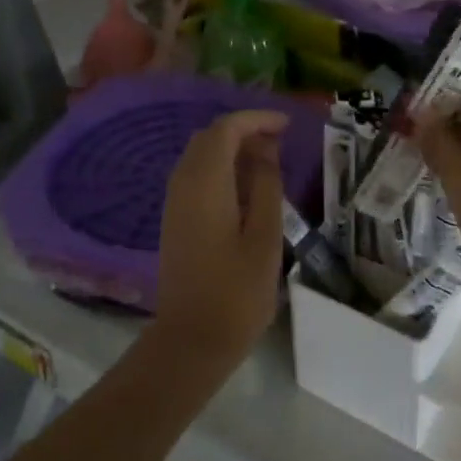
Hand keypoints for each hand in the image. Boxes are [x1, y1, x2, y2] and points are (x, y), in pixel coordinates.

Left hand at [153, 110, 288, 363]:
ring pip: (201, 154)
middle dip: (244, 130)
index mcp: (205, 182)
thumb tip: (266, 150)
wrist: (190, 341)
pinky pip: (196, 174)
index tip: (286, 125)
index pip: (226, 129)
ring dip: (231, 148)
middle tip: (280, 143)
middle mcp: (183, 182)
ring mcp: (174, 201)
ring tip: (268, 162)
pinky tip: (245, 188)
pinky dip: (220, 167)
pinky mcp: (174, 218)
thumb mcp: (265, 236)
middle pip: (210, 137)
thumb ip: (266, 185)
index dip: (256, 119)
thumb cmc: (236, 292)